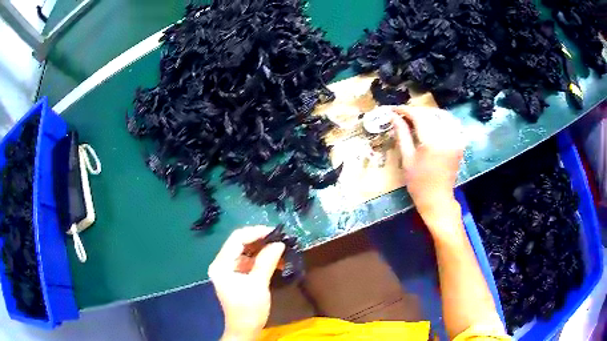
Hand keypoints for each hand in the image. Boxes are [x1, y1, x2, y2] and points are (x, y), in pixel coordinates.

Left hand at [208, 226, 284, 340]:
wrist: (244, 329)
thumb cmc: (249, 308)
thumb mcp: (258, 284)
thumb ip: (267, 261)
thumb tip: (279, 243)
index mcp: (221, 264)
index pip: (237, 238)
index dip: (256, 232)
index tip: (275, 232)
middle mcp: (221, 263)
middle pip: (240, 243)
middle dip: (261, 240)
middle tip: (280, 239)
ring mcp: (228, 269)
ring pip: (246, 252)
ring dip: (263, 250)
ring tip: (281, 250)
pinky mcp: (235, 276)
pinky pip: (248, 262)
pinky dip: (261, 260)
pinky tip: (276, 261)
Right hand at [392, 106, 464, 228]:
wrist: (438, 199)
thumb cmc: (418, 183)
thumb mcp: (407, 158)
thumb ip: (402, 134)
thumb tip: (393, 116)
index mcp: (432, 142)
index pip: (418, 116)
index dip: (405, 110)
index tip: (393, 109)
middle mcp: (447, 136)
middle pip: (430, 113)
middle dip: (415, 111)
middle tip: (402, 114)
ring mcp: (456, 139)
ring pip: (442, 115)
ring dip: (428, 113)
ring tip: (416, 118)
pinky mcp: (460, 143)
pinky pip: (452, 123)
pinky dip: (441, 119)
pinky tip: (433, 123)